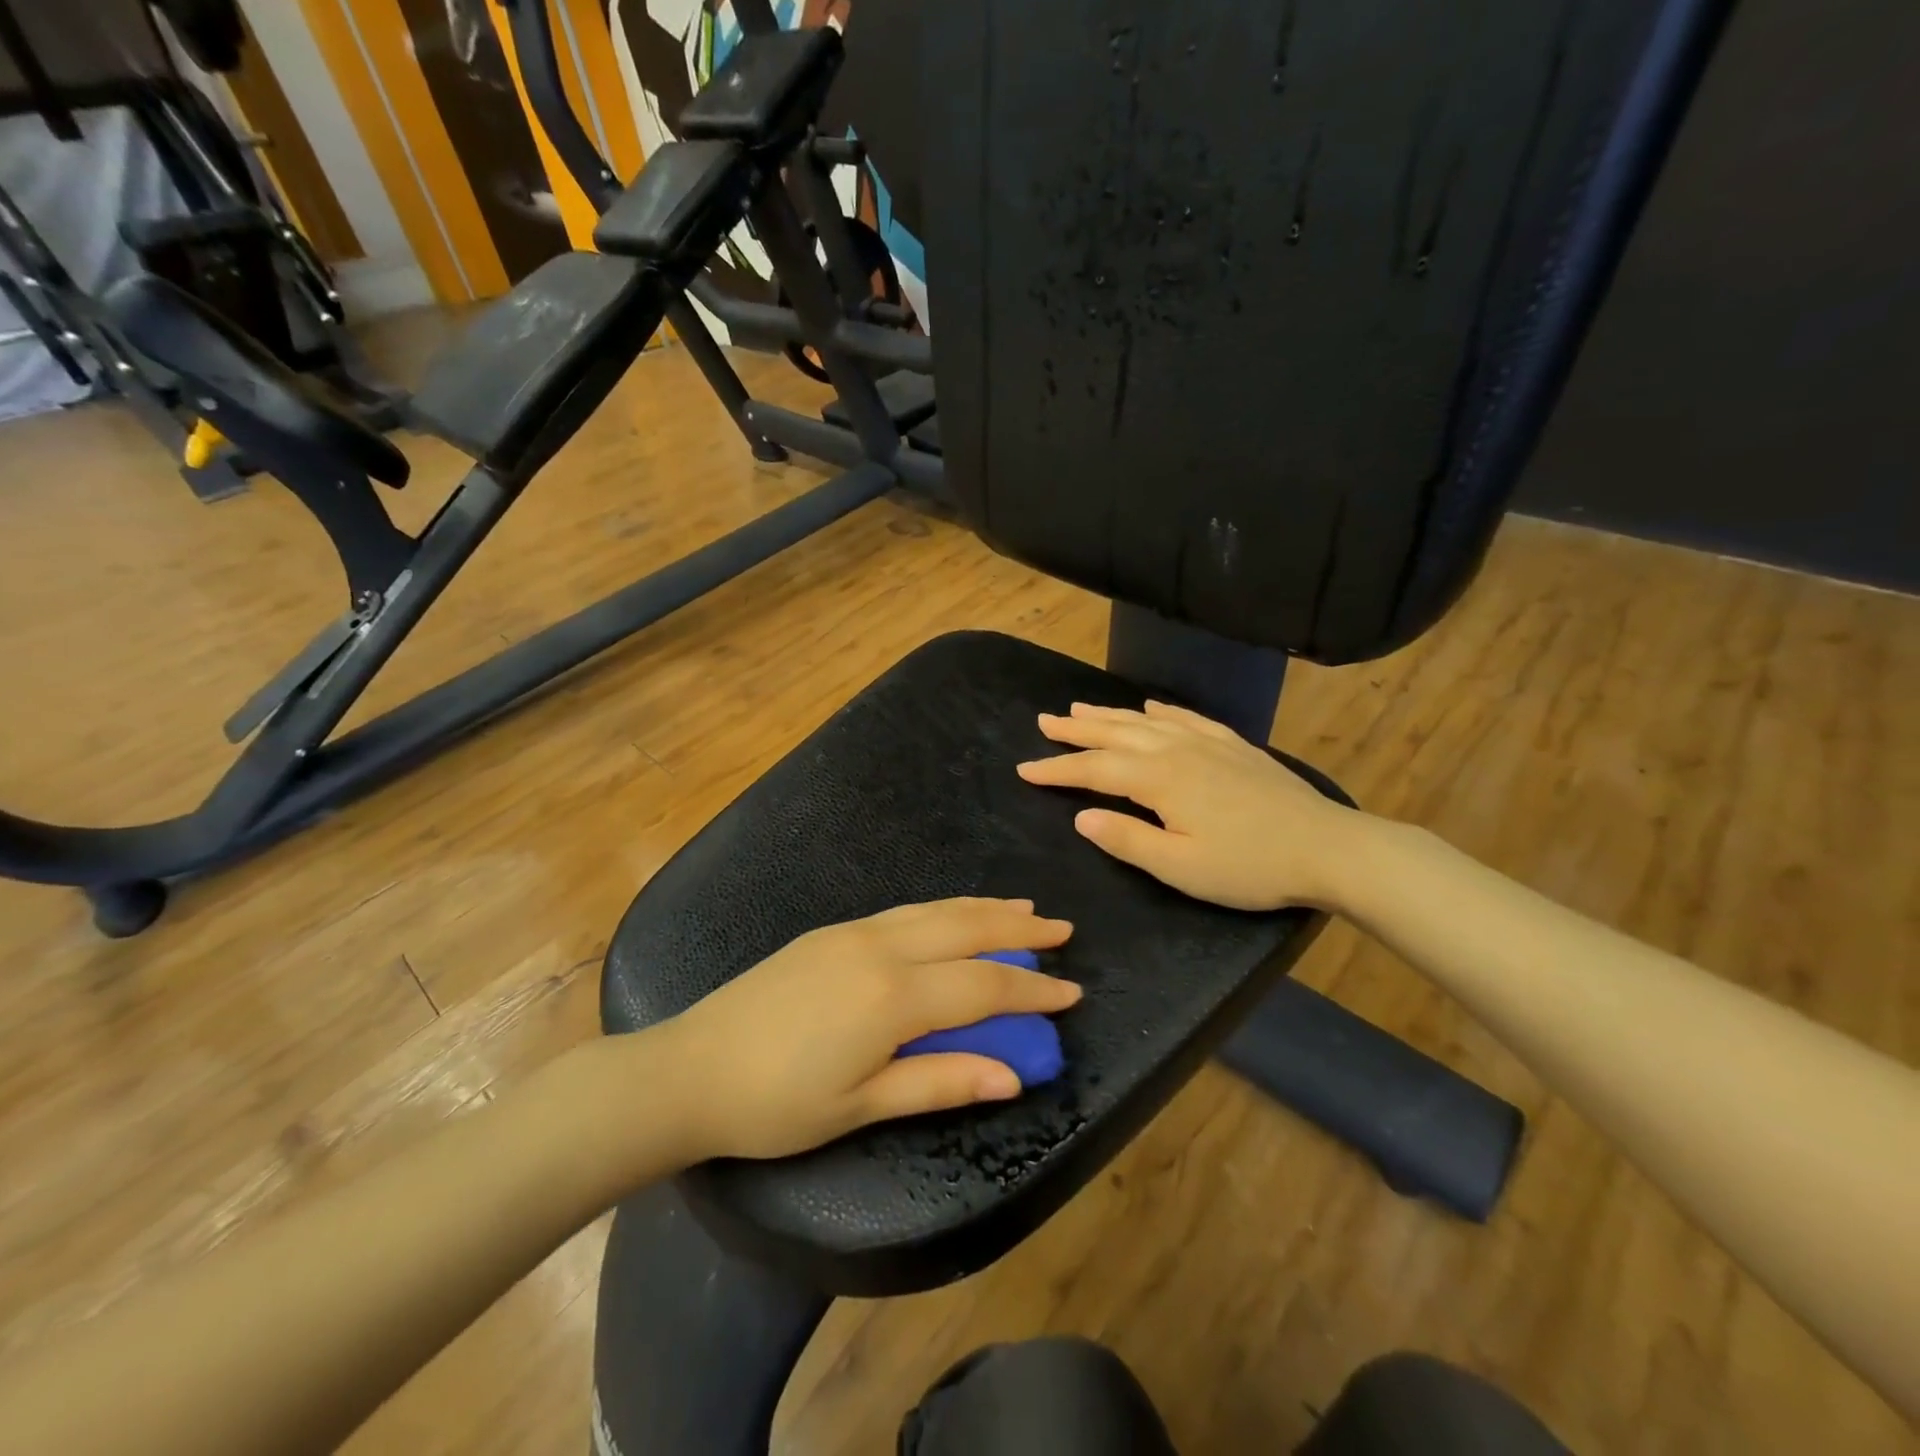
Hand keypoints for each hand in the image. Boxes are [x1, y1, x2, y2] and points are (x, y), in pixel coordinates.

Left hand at [657, 899, 1078, 1160]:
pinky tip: (951, 915)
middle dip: (1018, 929)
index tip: (1073, 991)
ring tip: (1021, 910)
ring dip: (983, 909)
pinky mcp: (831, 931)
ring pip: (935, 910)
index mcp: (893, 996)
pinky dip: (943, 908)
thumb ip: (940, 1083)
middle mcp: (881, 949)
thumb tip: (1013, 1076)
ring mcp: (853, 932)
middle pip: (965, 929)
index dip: (1032, 989)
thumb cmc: (776, 1104)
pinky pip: (905, 911)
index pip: (983, 984)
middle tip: (1061, 929)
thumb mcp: (861, 1106)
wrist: (690, 1069)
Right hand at [1016, 700, 1360, 911]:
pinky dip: (1162, 711)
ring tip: (1080, 708)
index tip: (1024, 769)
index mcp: (1159, 780)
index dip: (1057, 769)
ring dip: (1110, 715)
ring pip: (1146, 722)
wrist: (1327, 848)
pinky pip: (1187, 719)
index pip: (1094, 770)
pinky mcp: (1233, 746)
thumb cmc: (1249, 866)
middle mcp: (1177, 751)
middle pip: (1115, 734)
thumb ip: (1127, 840)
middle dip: (1076, 730)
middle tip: (1044, 722)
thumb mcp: (1181, 867)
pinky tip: (1152, 707)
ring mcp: (1208, 744)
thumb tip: (1081, 816)